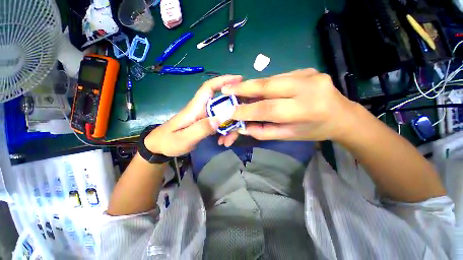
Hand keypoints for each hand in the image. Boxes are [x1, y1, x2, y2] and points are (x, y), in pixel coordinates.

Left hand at [145, 75, 242, 156]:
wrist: (160, 147)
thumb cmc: (169, 141)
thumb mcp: (184, 138)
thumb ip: (202, 128)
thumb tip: (221, 118)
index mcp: (195, 108)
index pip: (209, 88)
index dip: (223, 80)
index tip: (239, 79)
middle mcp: (202, 109)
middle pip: (222, 104)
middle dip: (233, 113)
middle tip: (240, 126)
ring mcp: (205, 117)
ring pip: (223, 116)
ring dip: (230, 127)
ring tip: (228, 141)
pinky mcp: (206, 123)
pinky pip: (220, 124)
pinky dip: (225, 132)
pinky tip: (223, 141)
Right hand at [218, 69, 357, 145]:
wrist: (342, 115)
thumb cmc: (314, 130)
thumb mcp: (289, 136)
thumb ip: (264, 131)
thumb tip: (243, 126)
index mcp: (306, 110)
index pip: (269, 109)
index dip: (247, 110)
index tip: (231, 112)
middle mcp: (309, 87)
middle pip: (268, 86)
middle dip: (243, 88)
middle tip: (226, 89)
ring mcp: (309, 74)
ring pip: (271, 79)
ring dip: (251, 85)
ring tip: (236, 89)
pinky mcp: (307, 69)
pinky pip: (278, 77)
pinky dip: (264, 84)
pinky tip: (257, 89)